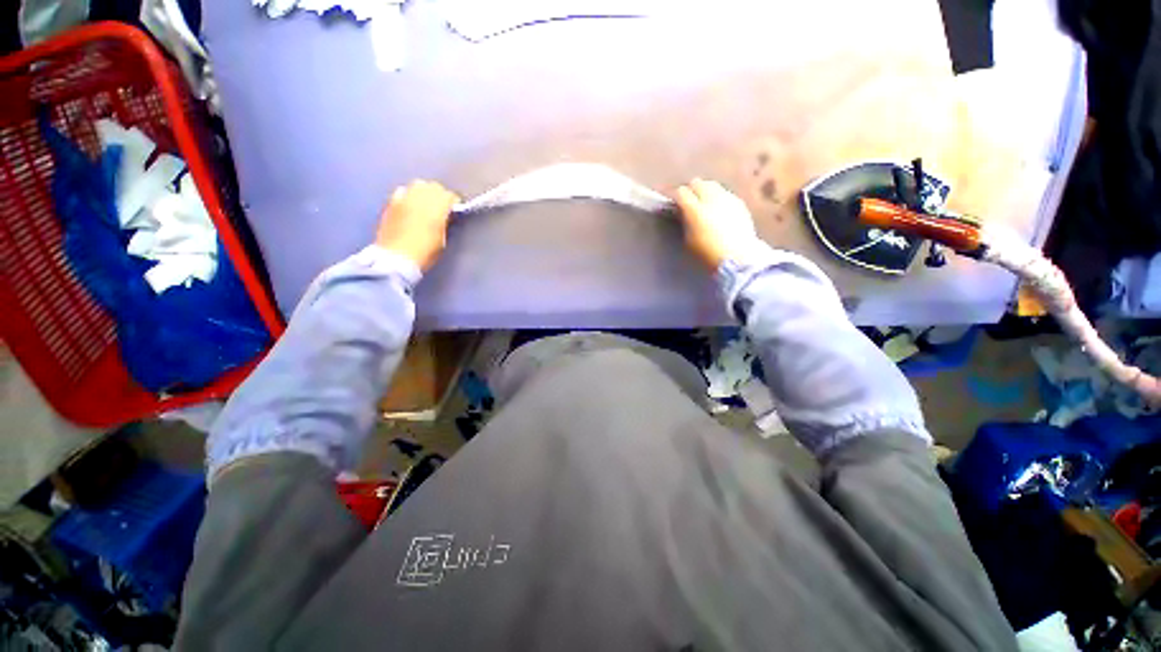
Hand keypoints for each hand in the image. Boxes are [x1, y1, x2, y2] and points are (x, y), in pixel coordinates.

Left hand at [375, 180, 460, 271]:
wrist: (395, 258)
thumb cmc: (424, 253)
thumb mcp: (442, 240)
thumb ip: (445, 224)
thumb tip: (446, 217)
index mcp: (436, 208)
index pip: (450, 196)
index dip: (455, 203)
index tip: (456, 210)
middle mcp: (420, 198)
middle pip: (433, 186)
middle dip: (439, 194)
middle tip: (442, 206)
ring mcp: (403, 198)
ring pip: (417, 185)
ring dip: (424, 192)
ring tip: (425, 203)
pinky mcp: (390, 203)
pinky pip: (402, 191)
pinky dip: (409, 195)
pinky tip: (409, 205)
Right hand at [674, 179, 759, 269]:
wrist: (738, 257)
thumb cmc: (708, 253)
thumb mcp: (689, 240)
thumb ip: (685, 222)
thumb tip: (683, 213)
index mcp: (694, 209)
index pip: (681, 192)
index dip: (676, 196)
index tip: (674, 204)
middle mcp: (711, 198)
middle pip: (697, 183)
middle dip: (691, 190)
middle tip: (688, 201)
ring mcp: (727, 198)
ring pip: (713, 185)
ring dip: (706, 191)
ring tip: (704, 203)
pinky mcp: (739, 203)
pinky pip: (725, 194)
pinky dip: (719, 198)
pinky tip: (719, 209)